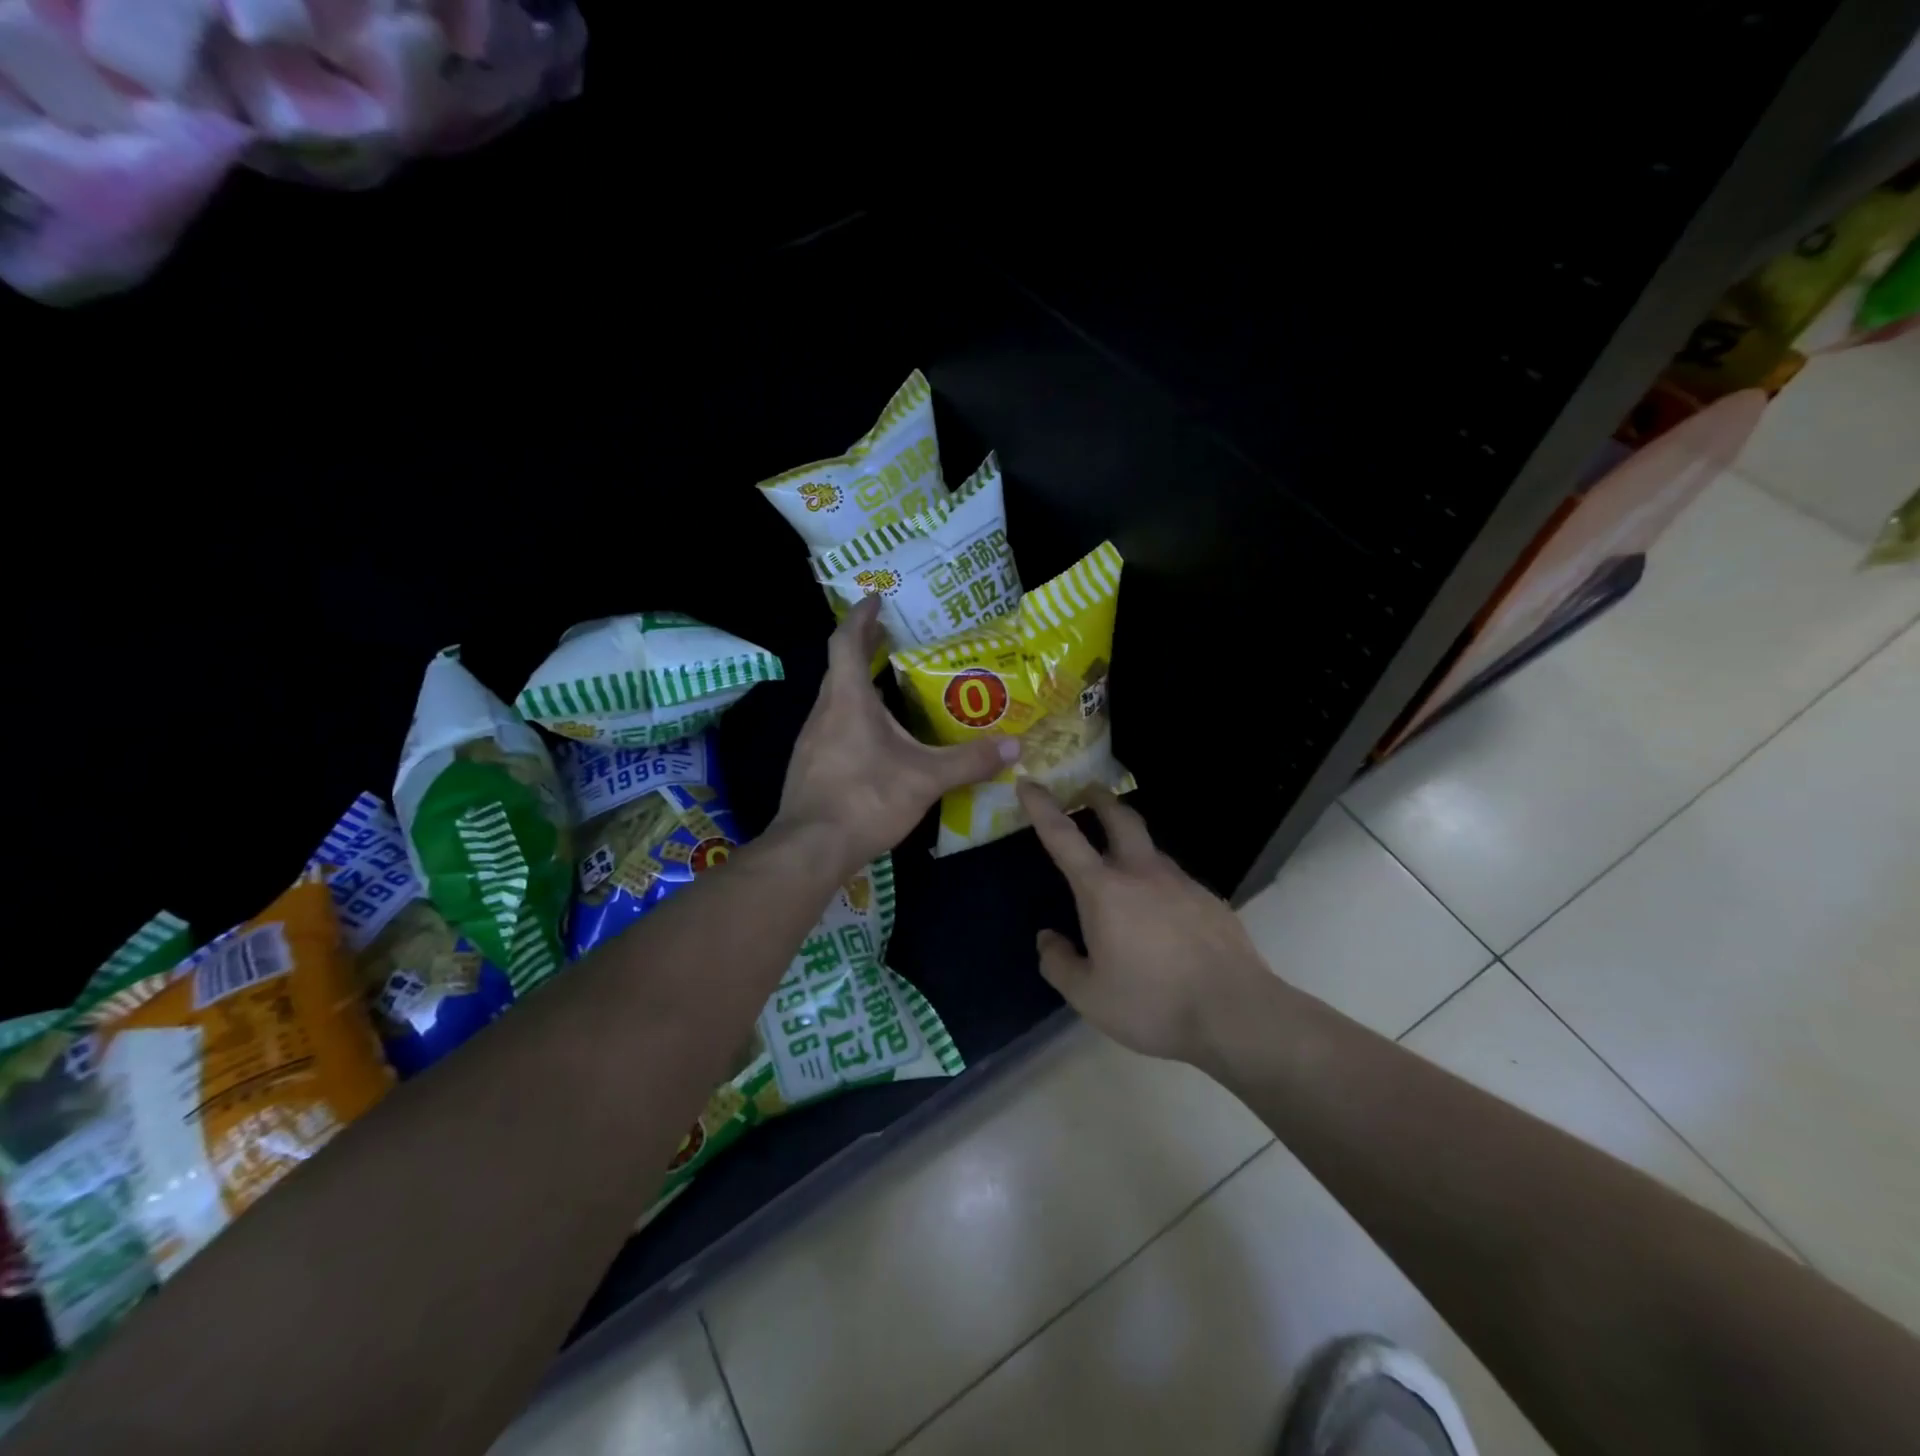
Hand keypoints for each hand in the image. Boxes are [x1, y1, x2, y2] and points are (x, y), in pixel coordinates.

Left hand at [775, 597, 1018, 877]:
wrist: (810, 848)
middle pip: (840, 666)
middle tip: (894, 637)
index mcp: (848, 699)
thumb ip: (969, 761)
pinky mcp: (810, 765)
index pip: (847, 641)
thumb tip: (1014, 747)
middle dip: (864, 647)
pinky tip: (876, 739)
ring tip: (891, 686)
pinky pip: (833, 726)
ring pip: (835, 698)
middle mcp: (824, 711)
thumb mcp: (925, 779)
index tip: (876, 599)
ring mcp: (811, 740)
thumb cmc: (866, 799)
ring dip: (859, 685)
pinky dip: (854, 716)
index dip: (861, 615)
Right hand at [1018, 780, 1274, 1064]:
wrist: (1236, 1013)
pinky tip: (1162, 916)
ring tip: (1122, 866)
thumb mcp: (1089, 996)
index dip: (1041, 806)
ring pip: (1150, 849)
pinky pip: (1175, 881)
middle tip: (1087, 791)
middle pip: (1119, 818)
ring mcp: (1181, 883)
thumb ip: (1059, 964)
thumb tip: (1047, 939)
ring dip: (1130, 843)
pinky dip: (1158, 883)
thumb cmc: (1152, 1003)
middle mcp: (1142, 873)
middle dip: (1099, 799)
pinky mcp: (1209, 900)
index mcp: (1104, 890)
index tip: (1027, 782)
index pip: (1063, 836)